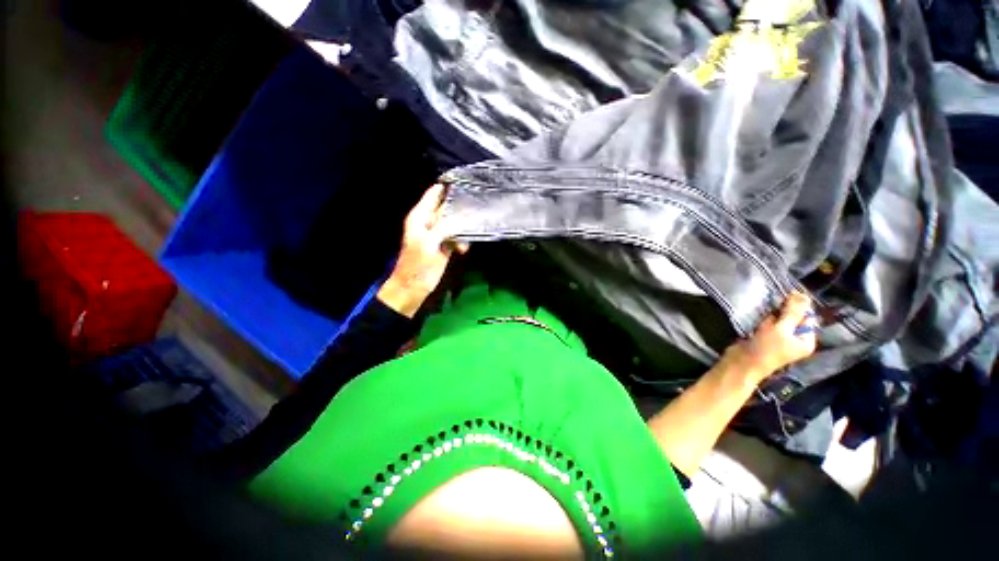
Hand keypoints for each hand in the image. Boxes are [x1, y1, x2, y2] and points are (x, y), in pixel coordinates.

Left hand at [377, 184, 468, 317]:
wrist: (413, 288)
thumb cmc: (417, 266)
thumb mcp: (430, 244)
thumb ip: (445, 227)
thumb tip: (464, 217)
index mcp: (420, 216)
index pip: (434, 193)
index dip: (448, 187)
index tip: (466, 183)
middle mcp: (429, 221)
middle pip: (447, 207)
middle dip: (461, 208)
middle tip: (478, 209)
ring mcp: (437, 233)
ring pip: (454, 222)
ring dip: (463, 227)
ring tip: (469, 236)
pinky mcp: (444, 245)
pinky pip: (456, 236)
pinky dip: (461, 240)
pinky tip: (463, 249)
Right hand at [721, 292, 817, 385]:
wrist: (741, 363)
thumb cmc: (765, 349)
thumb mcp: (781, 329)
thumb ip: (793, 312)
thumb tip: (804, 295)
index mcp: (806, 340)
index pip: (807, 316)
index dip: (796, 307)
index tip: (784, 301)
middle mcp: (795, 339)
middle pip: (792, 317)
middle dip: (780, 314)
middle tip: (770, 319)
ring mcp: (780, 339)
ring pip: (777, 319)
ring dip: (769, 317)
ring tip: (762, 325)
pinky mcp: (765, 337)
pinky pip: (767, 324)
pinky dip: (761, 321)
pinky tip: (756, 325)